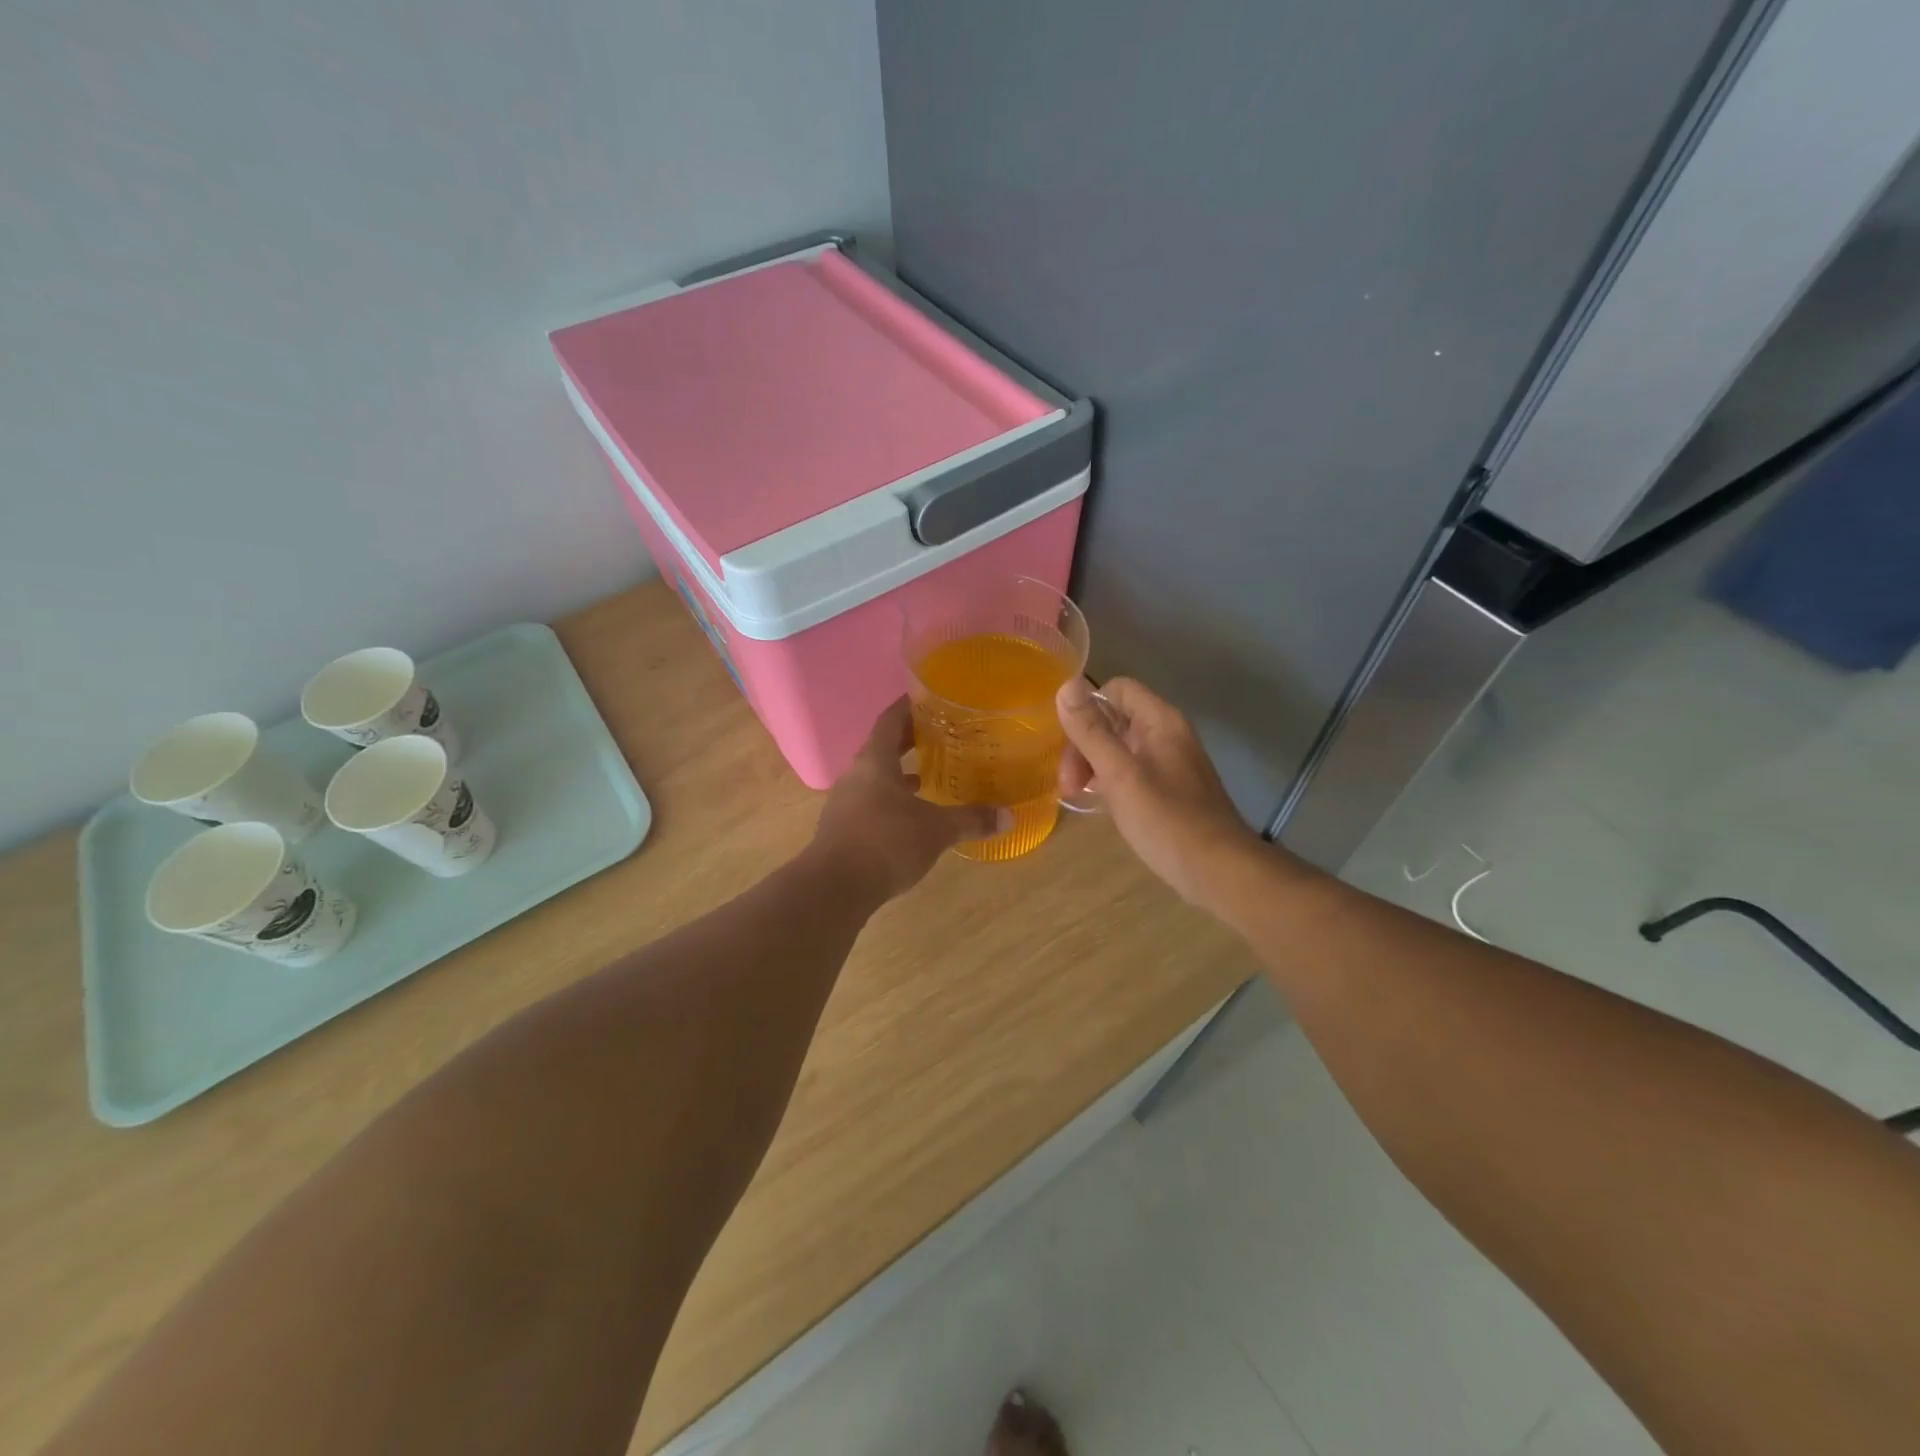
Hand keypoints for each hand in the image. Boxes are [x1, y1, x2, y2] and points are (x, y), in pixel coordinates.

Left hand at [813, 699, 1005, 900]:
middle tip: (940, 736)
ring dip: (899, 774)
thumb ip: (971, 819)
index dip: (909, 706)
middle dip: (909, 741)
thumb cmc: (886, 842)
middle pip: (883, 747)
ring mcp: (844, 802)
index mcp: (875, 761)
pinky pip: (870, 803)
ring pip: (875, 777)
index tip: (930, 699)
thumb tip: (1009, 816)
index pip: (890, 719)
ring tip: (929, 776)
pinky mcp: (842, 828)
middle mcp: (856, 775)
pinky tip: (911, 817)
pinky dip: (891, 801)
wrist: (834, 888)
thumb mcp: (936, 830)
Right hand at [1056, 676, 1260, 906]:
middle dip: (1084, 744)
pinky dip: (1110, 781)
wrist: (1218, 871)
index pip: (1116, 689)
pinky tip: (1099, 803)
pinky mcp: (1170, 790)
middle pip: (1115, 719)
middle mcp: (1167, 734)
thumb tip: (1066, 685)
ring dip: (1093, 765)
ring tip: (1077, 795)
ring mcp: (1170, 763)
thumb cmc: (1166, 819)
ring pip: (1120, 747)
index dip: (1087, 708)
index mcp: (1160, 721)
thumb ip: (1091, 731)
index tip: (1067, 742)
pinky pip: (1132, 771)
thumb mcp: (1120, 774)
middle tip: (1068, 783)